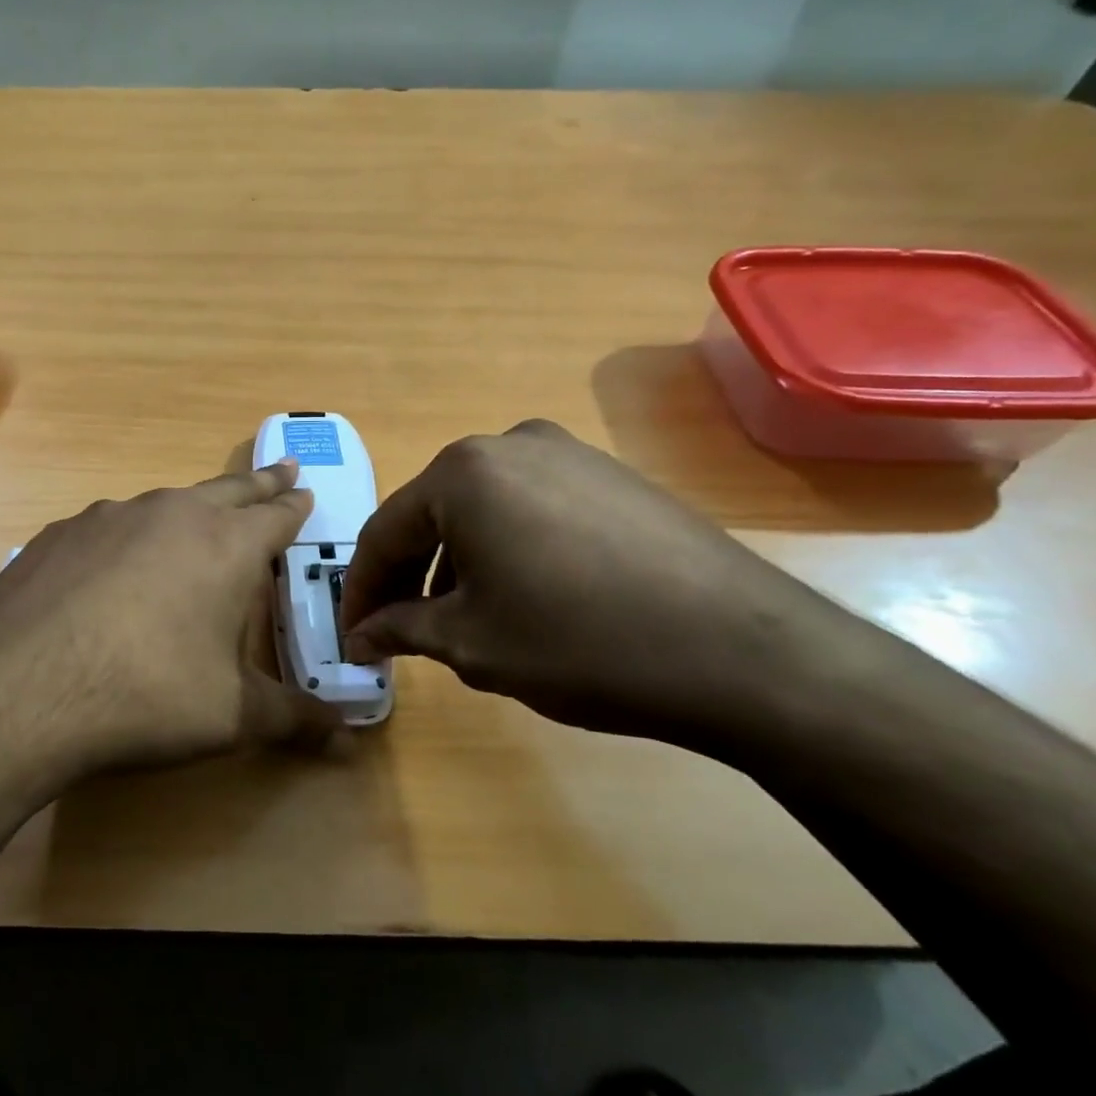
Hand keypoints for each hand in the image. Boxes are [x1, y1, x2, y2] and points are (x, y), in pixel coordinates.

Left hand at [0, 460, 340, 788]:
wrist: (20, 692)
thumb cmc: (146, 697)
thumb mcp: (231, 716)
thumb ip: (293, 719)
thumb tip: (348, 735)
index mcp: (225, 546)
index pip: (276, 514)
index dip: (294, 504)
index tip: (305, 491)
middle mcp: (170, 515)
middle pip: (227, 489)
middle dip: (258, 483)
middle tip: (278, 471)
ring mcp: (107, 518)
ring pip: (164, 503)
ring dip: (190, 508)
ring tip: (197, 520)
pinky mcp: (56, 535)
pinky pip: (108, 526)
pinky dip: (127, 536)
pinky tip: (113, 568)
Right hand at [338, 420, 856, 747]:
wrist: (742, 651)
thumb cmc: (580, 643)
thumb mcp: (471, 643)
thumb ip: (401, 628)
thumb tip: (361, 634)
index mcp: (462, 473)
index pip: (384, 533)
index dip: (360, 590)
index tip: (352, 636)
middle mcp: (508, 444)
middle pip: (433, 514)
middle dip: (409, 574)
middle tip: (397, 630)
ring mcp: (568, 453)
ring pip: (482, 509)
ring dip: (457, 561)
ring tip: (460, 618)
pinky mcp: (612, 475)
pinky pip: (531, 507)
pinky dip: (506, 547)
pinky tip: (522, 594)